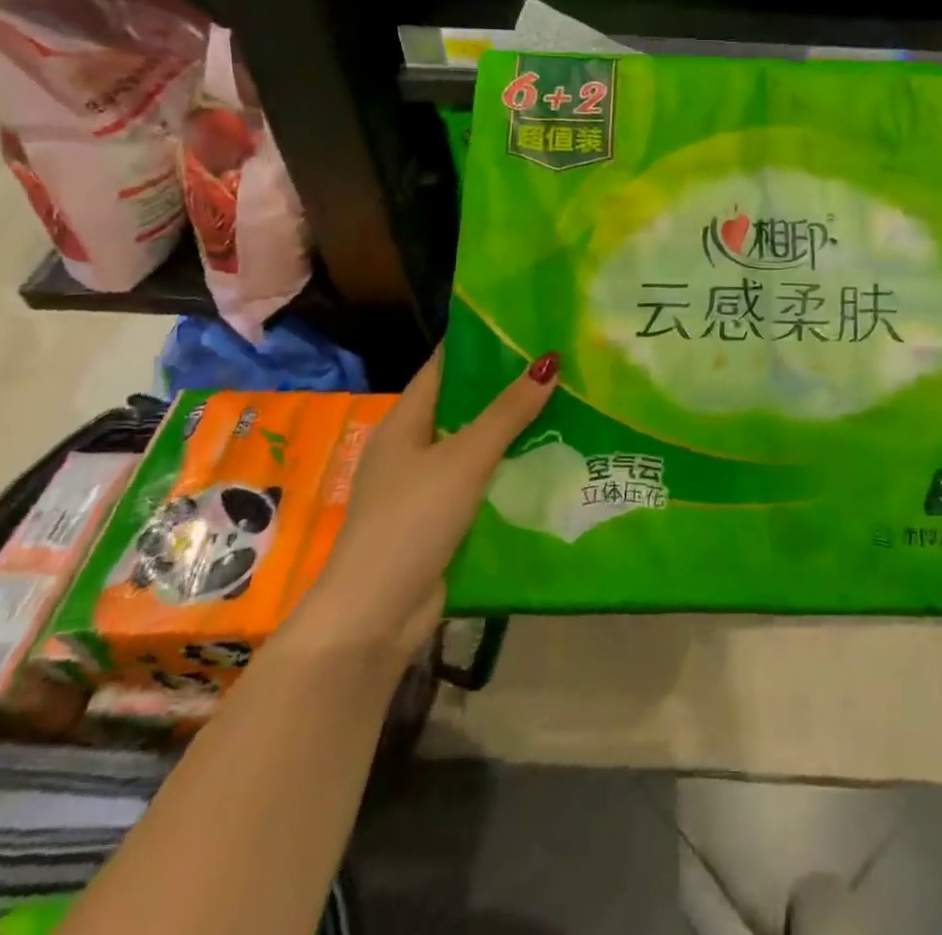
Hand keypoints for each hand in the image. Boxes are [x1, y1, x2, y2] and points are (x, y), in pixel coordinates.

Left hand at [299, 345, 558, 655]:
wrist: (375, 615)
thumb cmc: (412, 520)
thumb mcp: (464, 459)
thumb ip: (507, 413)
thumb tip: (549, 362)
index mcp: (405, 422)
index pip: (444, 366)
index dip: (480, 344)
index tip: (524, 325)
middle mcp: (411, 448)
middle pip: (464, 406)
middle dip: (506, 388)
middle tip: (558, 366)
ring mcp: (424, 487)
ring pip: (475, 446)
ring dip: (512, 432)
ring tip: (565, 406)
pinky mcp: (439, 520)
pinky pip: (479, 482)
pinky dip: (507, 471)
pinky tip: (546, 463)